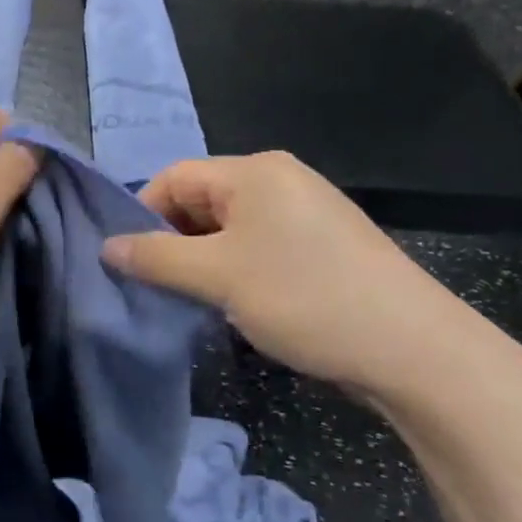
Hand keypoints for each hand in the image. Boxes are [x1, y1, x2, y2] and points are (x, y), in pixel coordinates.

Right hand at [101, 152, 477, 391]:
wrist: (414, 349)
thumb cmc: (304, 297)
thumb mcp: (217, 277)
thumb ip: (155, 259)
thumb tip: (106, 247)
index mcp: (254, 172)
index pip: (174, 177)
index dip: (142, 214)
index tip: (125, 260)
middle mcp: (280, 179)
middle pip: (201, 199)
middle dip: (172, 240)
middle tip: (154, 284)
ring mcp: (306, 211)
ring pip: (229, 227)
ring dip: (201, 259)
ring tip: (190, 298)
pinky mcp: (324, 244)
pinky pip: (259, 244)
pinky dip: (235, 268)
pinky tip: (233, 303)